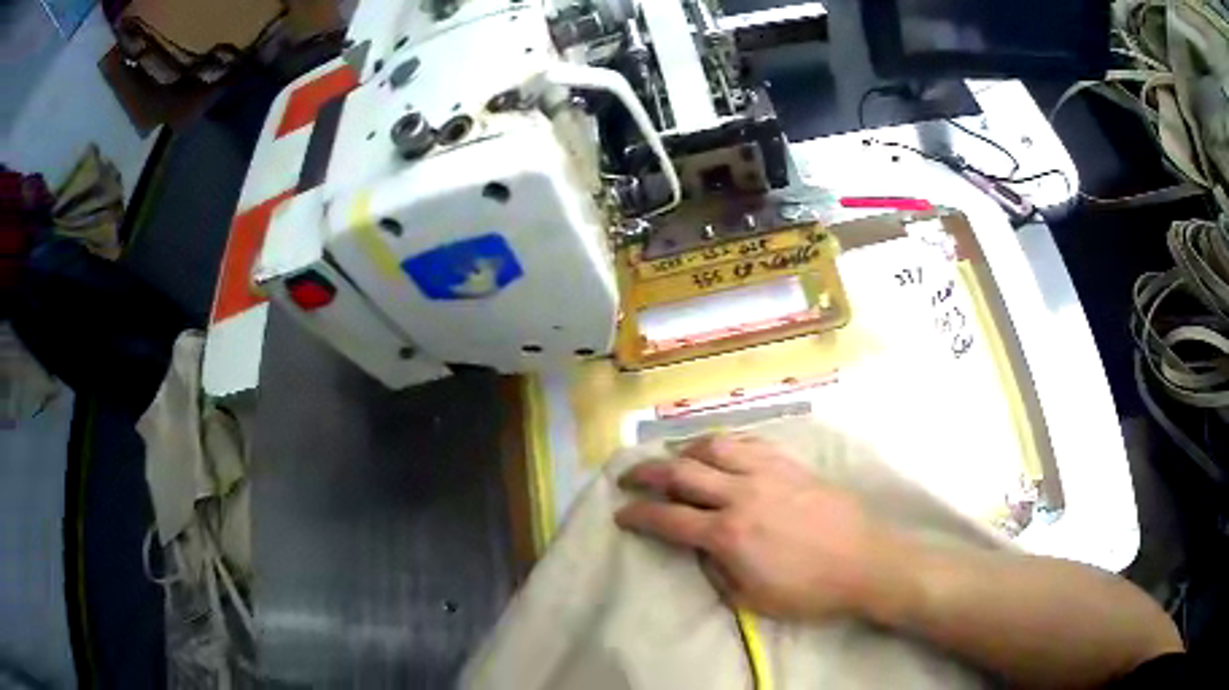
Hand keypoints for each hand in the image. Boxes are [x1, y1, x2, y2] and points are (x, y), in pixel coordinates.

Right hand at [614, 434, 901, 620]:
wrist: (865, 562)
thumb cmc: (809, 591)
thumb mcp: (752, 600)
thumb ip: (717, 572)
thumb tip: (701, 549)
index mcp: (729, 534)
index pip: (669, 519)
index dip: (638, 516)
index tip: (621, 514)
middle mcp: (742, 495)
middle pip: (681, 473)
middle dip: (647, 474)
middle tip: (629, 478)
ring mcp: (768, 473)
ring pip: (714, 447)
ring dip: (685, 451)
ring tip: (674, 459)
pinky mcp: (790, 465)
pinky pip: (749, 443)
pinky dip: (724, 444)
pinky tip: (719, 452)